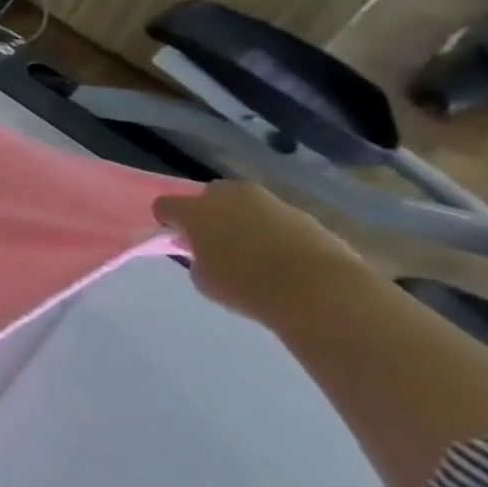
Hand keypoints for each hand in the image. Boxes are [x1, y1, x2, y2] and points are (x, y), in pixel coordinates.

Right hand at [153, 181, 365, 324]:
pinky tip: (280, 256)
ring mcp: (270, 202)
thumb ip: (197, 257)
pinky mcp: (304, 215)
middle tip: (213, 239)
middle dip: (208, 212)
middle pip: (209, 195)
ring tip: (251, 250)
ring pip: (245, 205)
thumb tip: (206, 251)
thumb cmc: (247, 286)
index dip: (167, 221)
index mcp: (196, 210)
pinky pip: (275, 219)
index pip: (165, 205)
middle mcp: (230, 197)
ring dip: (242, 220)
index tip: (176, 238)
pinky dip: (272, 231)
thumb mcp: (203, 278)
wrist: (321, 290)